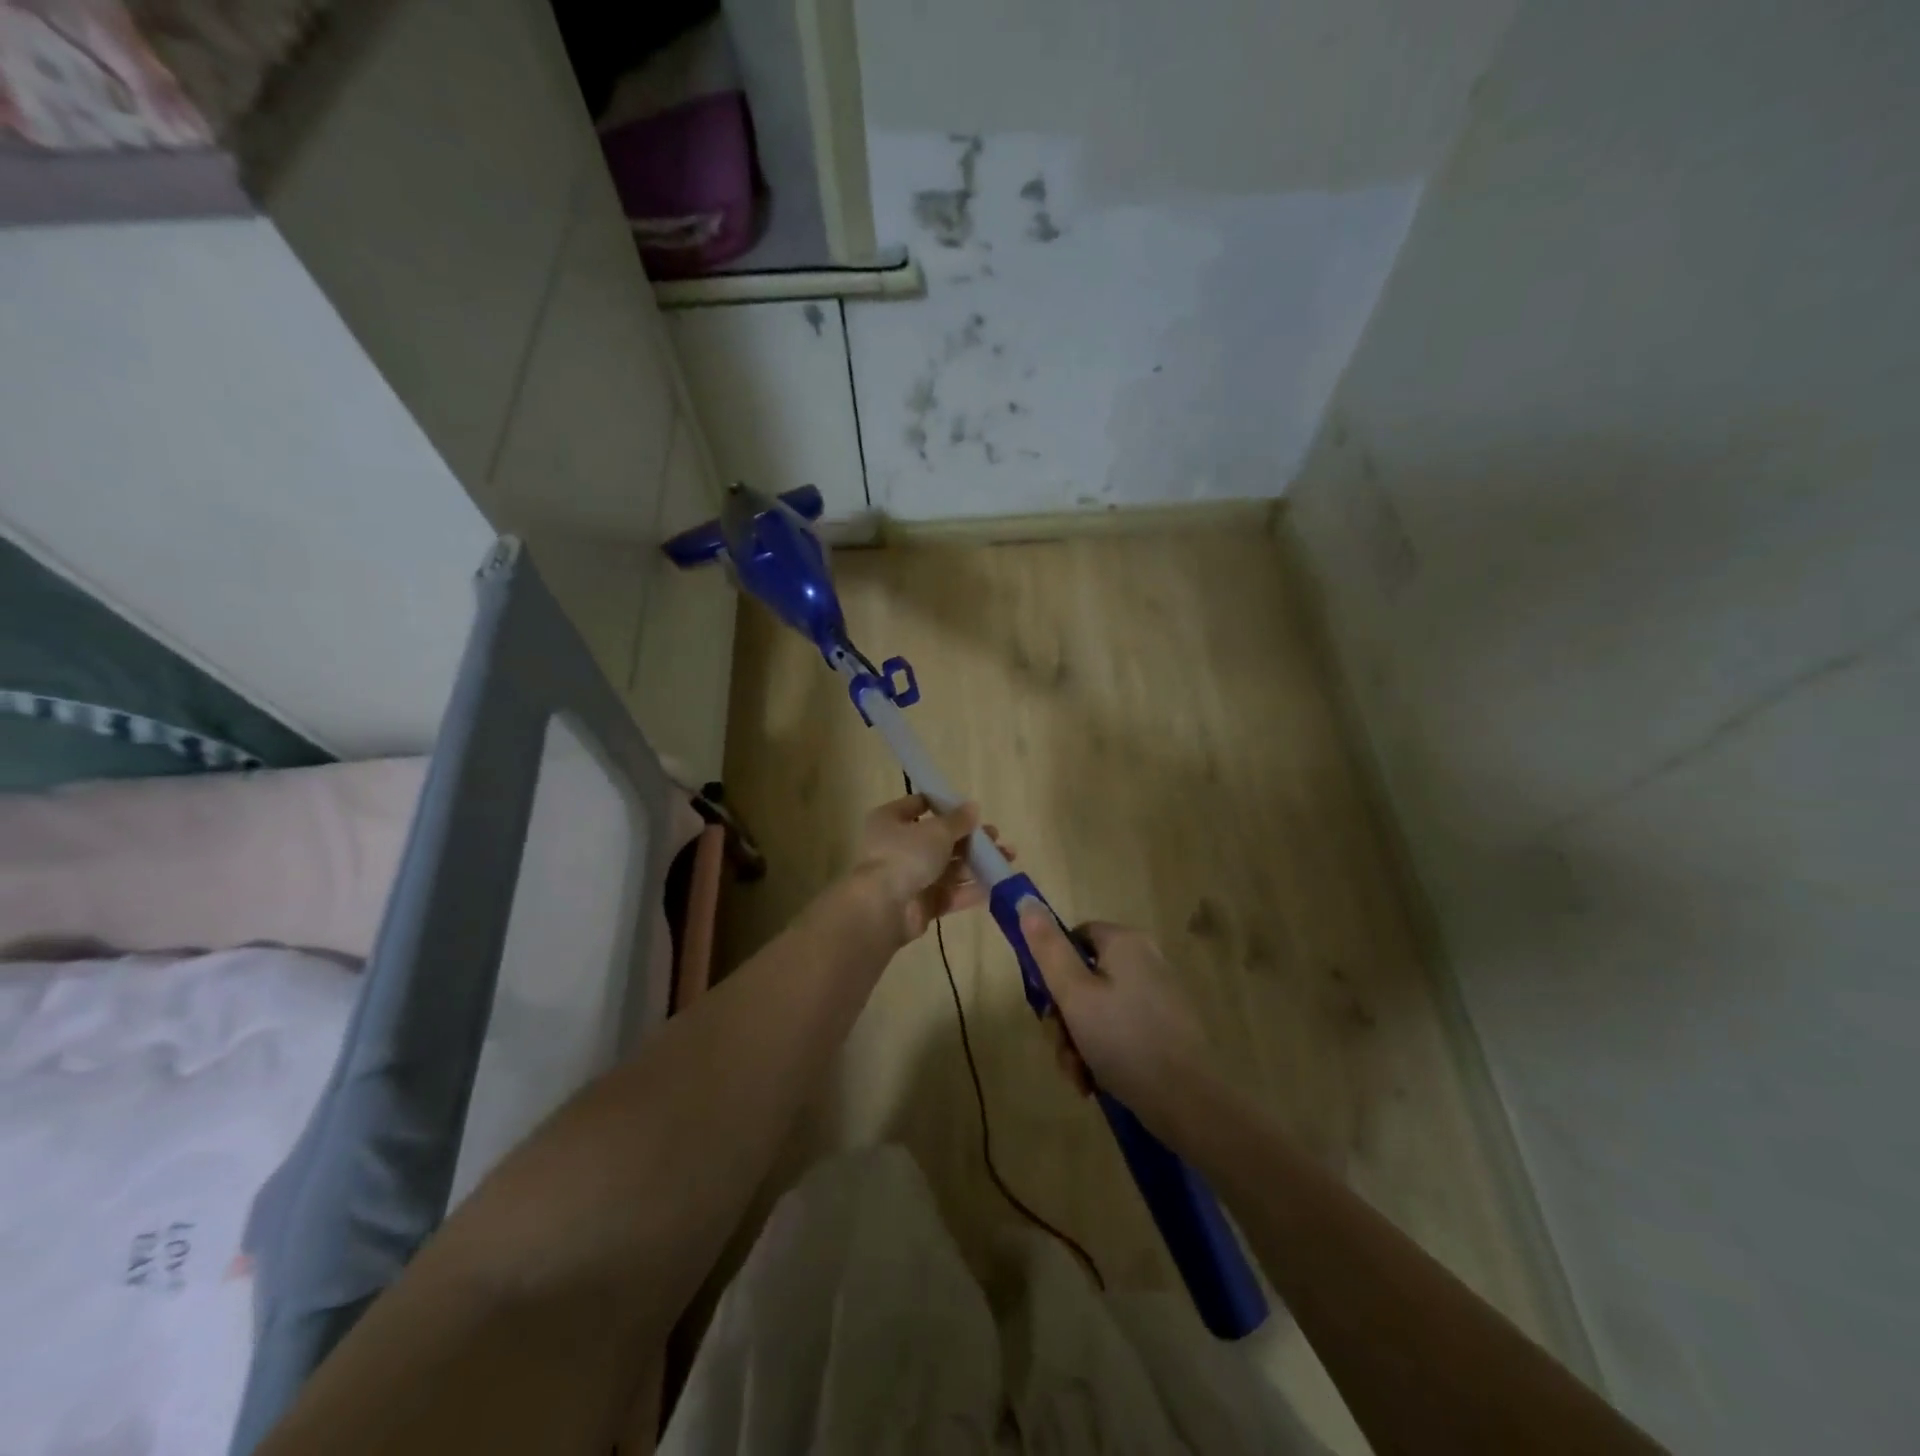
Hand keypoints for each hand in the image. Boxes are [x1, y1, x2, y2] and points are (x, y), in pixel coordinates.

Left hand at [851, 793, 1010, 942]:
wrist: (884, 908)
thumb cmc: (906, 856)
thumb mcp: (937, 831)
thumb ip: (958, 820)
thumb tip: (972, 807)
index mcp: (891, 820)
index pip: (918, 805)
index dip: (943, 805)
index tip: (970, 809)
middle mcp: (898, 847)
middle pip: (939, 839)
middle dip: (969, 839)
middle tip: (995, 837)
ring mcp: (909, 877)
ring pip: (948, 867)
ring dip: (976, 863)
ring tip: (1007, 858)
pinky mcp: (921, 905)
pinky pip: (949, 893)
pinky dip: (971, 889)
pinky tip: (997, 884)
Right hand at [1019, 910, 1212, 1123]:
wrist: (1188, 1102)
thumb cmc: (1123, 1040)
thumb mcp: (1074, 994)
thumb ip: (1048, 948)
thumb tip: (1026, 901)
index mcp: (1125, 942)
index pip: (1074, 938)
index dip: (1052, 970)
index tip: (1046, 1006)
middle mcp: (1145, 959)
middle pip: (1084, 978)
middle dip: (1065, 1018)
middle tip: (1062, 1050)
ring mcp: (1158, 994)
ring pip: (1099, 1009)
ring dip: (1079, 1041)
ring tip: (1079, 1076)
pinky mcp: (1167, 1026)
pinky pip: (1121, 1028)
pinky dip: (1104, 1051)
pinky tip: (1095, 1082)